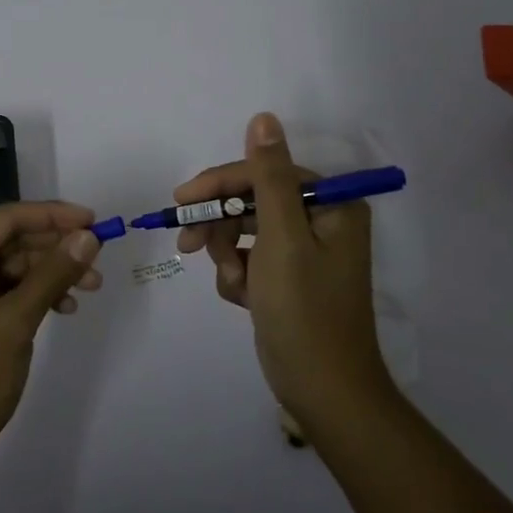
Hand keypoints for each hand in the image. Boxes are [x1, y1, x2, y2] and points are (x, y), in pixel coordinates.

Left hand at [0, 202, 102, 485]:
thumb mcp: (15, 322)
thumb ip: (53, 273)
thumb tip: (89, 235)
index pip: (6, 218)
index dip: (53, 216)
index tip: (94, 221)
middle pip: (9, 241)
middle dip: (55, 249)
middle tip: (97, 259)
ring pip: (9, 267)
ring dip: (48, 274)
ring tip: (89, 288)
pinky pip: (1, 292)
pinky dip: (32, 296)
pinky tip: (62, 309)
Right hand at [174, 113, 393, 432]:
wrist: (324, 395)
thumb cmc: (305, 312)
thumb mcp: (282, 239)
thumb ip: (268, 176)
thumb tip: (263, 117)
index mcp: (331, 205)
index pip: (263, 173)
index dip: (220, 184)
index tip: (181, 200)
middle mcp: (322, 220)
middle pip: (252, 201)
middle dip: (221, 226)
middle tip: (187, 243)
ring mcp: (306, 250)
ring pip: (245, 231)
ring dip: (228, 255)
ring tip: (233, 284)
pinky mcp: (289, 277)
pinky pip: (250, 259)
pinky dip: (239, 276)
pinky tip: (244, 299)